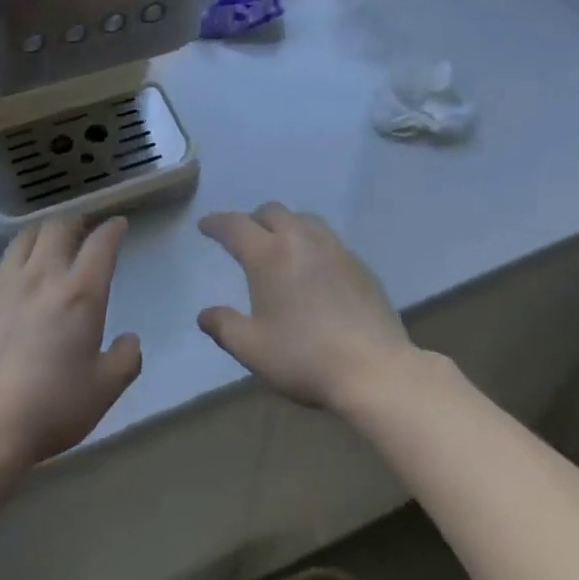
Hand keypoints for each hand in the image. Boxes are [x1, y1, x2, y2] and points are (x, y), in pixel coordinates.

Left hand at [0, 216, 142, 469]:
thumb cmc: (50, 408)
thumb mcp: (105, 390)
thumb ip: (126, 359)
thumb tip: (130, 340)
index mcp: (80, 293)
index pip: (101, 243)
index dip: (112, 229)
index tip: (118, 225)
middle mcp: (42, 276)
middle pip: (58, 227)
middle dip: (74, 221)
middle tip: (81, 229)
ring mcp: (3, 285)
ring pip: (23, 238)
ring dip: (40, 235)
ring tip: (45, 244)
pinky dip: (5, 263)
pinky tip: (7, 276)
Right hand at [196, 203, 412, 411]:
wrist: (373, 368)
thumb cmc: (304, 358)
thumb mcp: (253, 349)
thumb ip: (225, 327)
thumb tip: (204, 314)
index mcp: (268, 255)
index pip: (235, 226)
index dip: (217, 223)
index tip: (205, 226)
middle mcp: (300, 240)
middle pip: (271, 212)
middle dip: (252, 219)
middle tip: (244, 237)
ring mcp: (334, 248)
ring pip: (303, 219)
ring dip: (285, 225)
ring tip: (279, 245)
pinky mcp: (359, 263)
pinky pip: (327, 239)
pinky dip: (311, 242)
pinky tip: (314, 267)